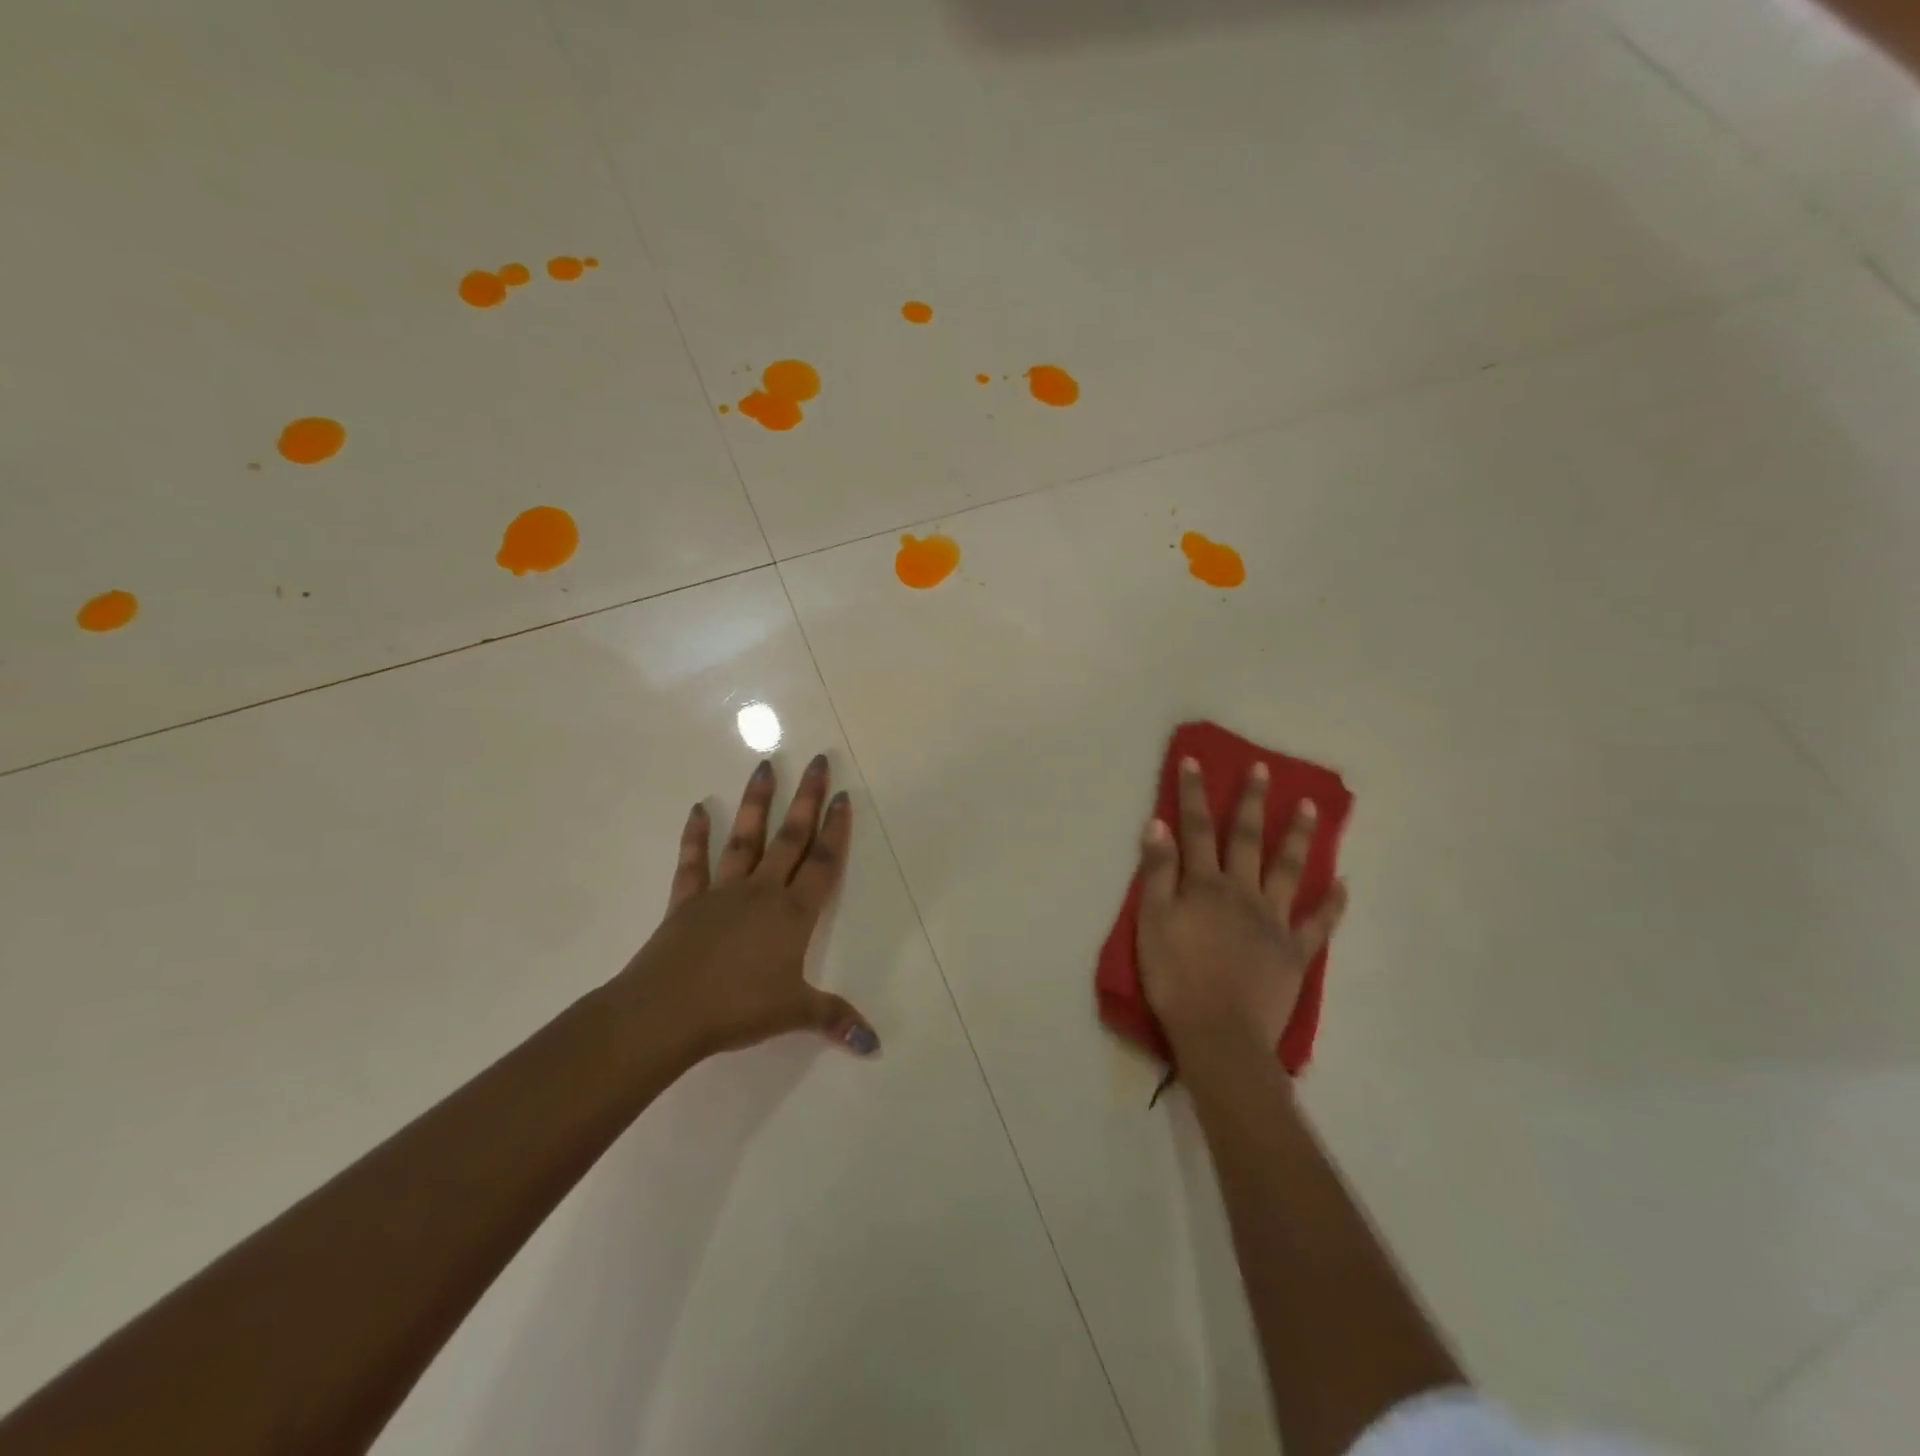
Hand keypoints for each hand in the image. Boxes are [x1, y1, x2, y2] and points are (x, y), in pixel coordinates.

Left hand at [609, 754, 879, 1062]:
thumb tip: (875, 1045)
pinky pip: (693, 863)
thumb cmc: (737, 1008)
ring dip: (756, 802)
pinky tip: (698, 809)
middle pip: (791, 837)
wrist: (665, 1013)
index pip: (824, 862)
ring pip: (745, 838)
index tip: (843, 795)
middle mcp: (762, 891)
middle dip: (807, 798)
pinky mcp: (687, 901)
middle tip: (819, 761)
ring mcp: (722, 892)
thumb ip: (835, 1019)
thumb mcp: (794, 1014)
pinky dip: (695, 836)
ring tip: (766, 766)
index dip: (837, 829)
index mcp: (793, 914)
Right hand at [1136, 757, 1347, 1061]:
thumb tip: (1158, 824)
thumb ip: (1157, 872)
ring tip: (1311, 806)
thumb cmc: (1175, 978)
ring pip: (1289, 869)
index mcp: (1205, 885)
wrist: (1219, 1034)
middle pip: (1247, 838)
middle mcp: (1243, 892)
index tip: (1193, 760)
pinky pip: (1319, 923)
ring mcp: (1274, 920)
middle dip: (1251, 800)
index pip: (1196, 829)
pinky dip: (1333, 902)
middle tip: (1262, 768)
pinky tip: (1344, 882)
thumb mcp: (1152, 922)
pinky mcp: (1296, 952)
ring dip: (1298, 835)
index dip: (1192, 794)